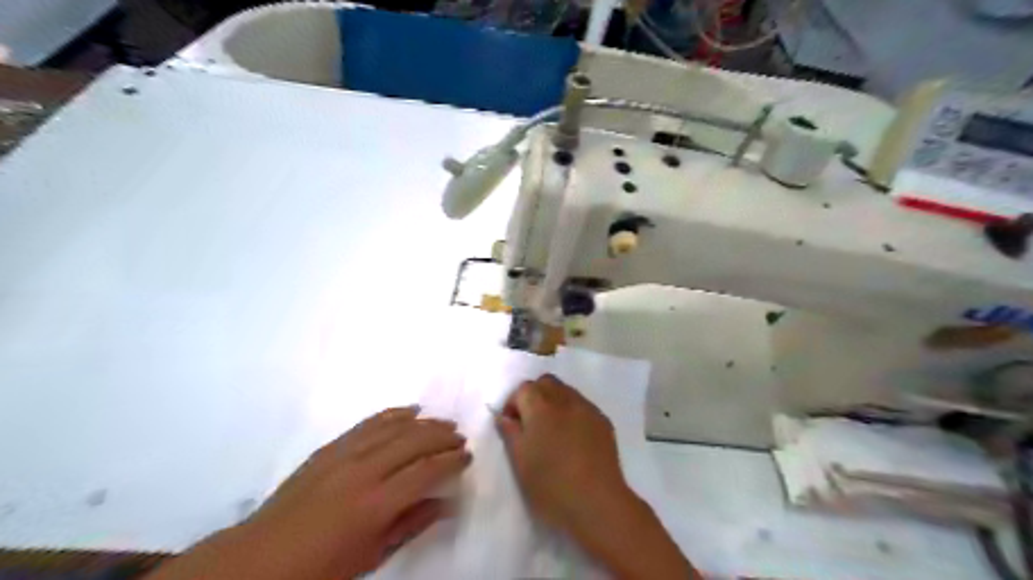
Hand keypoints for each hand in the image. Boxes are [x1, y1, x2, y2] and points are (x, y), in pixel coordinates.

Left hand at [150, 406, 471, 578]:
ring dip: (423, 422)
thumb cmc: (320, 569)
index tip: (467, 457)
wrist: (258, 559)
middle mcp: (363, 471)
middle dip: (442, 437)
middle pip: (413, 442)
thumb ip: (412, 525)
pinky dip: (392, 414)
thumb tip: (447, 504)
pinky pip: (367, 423)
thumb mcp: (371, 557)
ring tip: (443, 422)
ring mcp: (343, 455)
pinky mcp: (329, 448)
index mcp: (375, 504)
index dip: (451, 461)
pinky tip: (408, 410)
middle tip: (460, 438)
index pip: (425, 471)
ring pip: (393, 427)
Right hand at [497, 377, 698, 579]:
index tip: (513, 426)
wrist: (597, 503)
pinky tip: (573, 438)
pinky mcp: (603, 420)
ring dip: (554, 402)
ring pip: (565, 391)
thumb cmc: (551, 485)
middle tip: (531, 424)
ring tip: (553, 431)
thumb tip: (504, 416)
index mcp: (540, 407)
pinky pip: (582, 405)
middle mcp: (565, 400)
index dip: (514, 404)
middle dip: (534, 396)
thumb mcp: (520, 462)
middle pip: (546, 382)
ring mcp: (587, 408)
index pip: (523, 388)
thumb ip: (510, 433)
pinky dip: (572, 412)